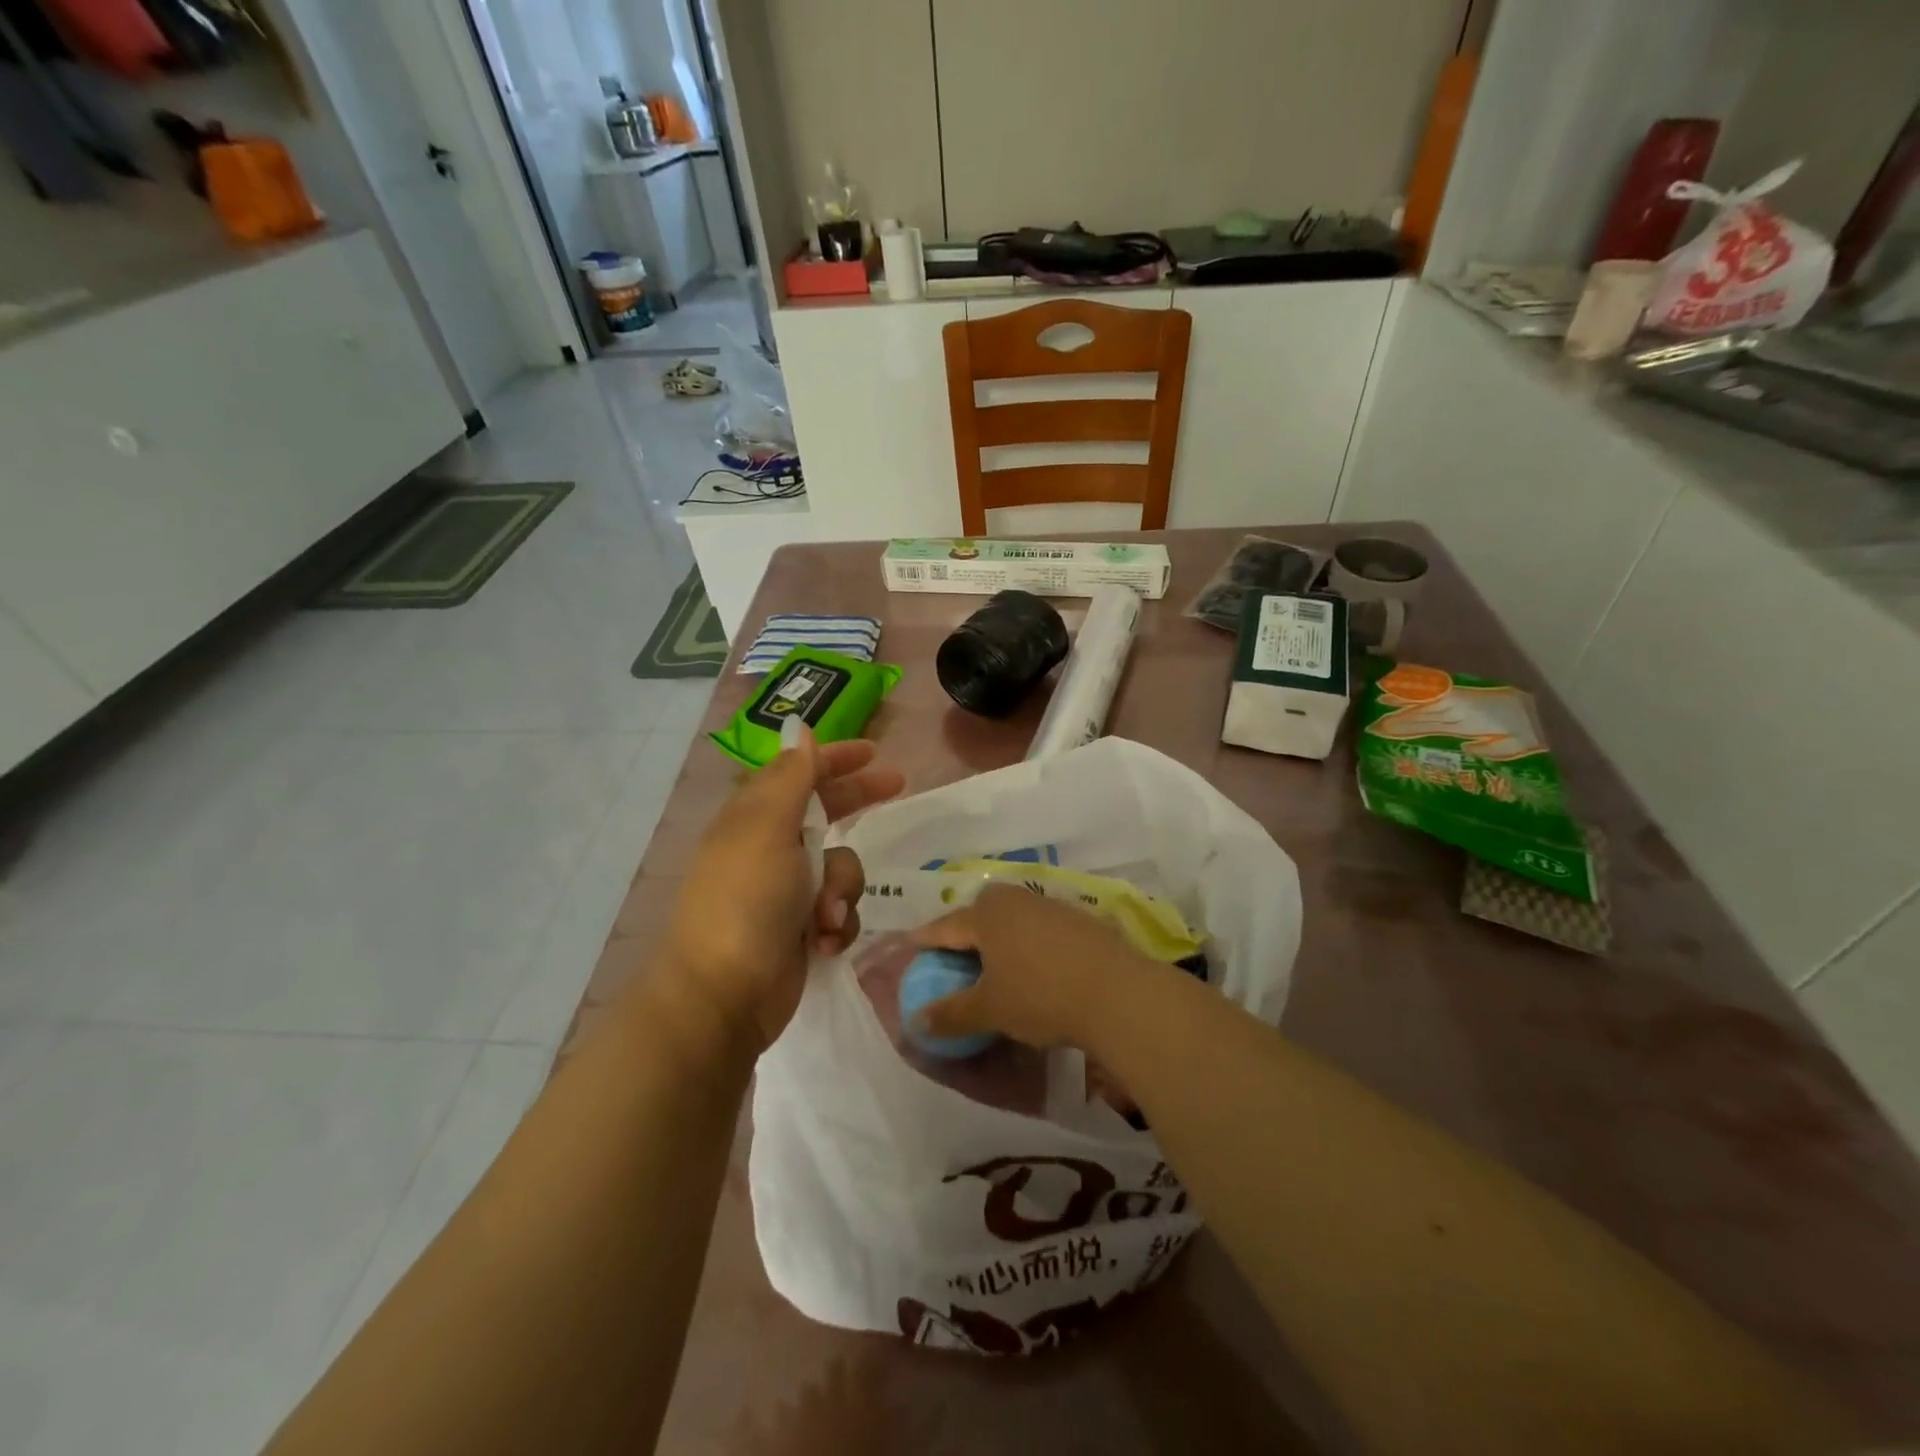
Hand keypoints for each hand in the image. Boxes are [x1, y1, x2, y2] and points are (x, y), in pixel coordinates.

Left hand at [665, 727, 903, 1051]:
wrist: (724, 995)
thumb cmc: (746, 901)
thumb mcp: (768, 828)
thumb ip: (792, 778)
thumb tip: (800, 728)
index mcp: (755, 817)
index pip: (799, 773)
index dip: (834, 758)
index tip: (873, 751)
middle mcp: (771, 847)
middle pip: (826, 811)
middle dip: (858, 803)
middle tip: (898, 787)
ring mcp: (787, 890)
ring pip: (842, 866)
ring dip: (842, 888)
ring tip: (824, 915)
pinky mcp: (801, 927)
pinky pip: (841, 909)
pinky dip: (837, 924)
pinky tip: (820, 943)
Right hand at [911, 885, 1159, 1049]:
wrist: (1118, 992)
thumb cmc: (1041, 996)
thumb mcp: (990, 1010)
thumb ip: (951, 1013)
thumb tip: (917, 1020)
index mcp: (987, 913)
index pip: (945, 926)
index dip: (924, 939)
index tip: (909, 945)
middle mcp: (1016, 900)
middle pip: (979, 914)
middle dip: (963, 932)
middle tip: (951, 954)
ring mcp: (1051, 906)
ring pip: (1011, 919)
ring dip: (998, 937)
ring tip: (992, 962)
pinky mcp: (1080, 920)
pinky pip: (1038, 928)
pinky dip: (1026, 943)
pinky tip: (1033, 965)